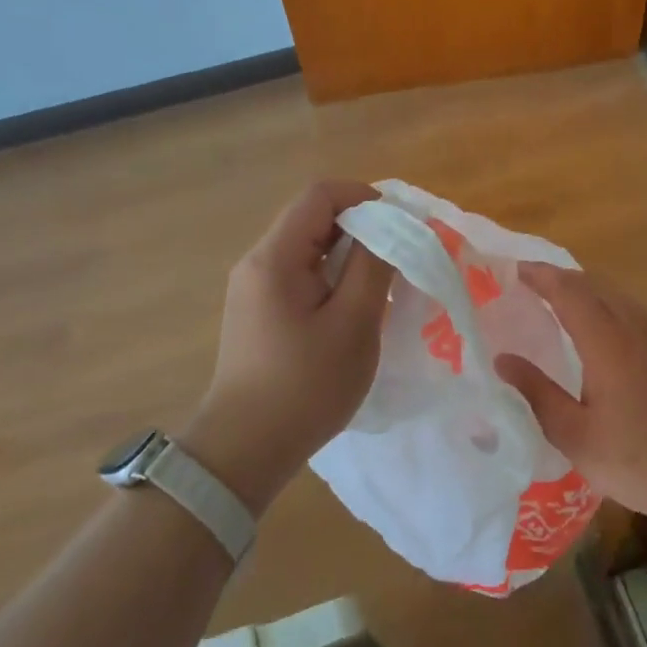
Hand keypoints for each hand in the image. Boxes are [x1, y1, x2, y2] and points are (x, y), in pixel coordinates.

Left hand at [179, 180, 394, 514]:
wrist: (245, 450)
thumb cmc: (305, 386)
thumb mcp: (353, 323)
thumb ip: (373, 265)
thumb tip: (390, 225)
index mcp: (275, 257)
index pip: (320, 195)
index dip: (364, 197)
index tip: (401, 225)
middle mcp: (258, 261)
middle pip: (313, 218)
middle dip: (361, 227)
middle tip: (400, 256)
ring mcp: (255, 287)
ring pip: (309, 248)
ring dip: (349, 255)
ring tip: (383, 283)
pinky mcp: (259, 311)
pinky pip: (301, 274)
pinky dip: (332, 277)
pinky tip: (355, 308)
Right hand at [493, 264, 646, 521]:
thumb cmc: (641, 457)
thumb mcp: (577, 436)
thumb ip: (538, 394)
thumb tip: (503, 360)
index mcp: (605, 340)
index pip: (567, 291)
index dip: (540, 276)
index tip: (514, 269)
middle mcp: (633, 327)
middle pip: (594, 285)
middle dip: (561, 277)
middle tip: (532, 283)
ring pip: (617, 297)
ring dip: (587, 290)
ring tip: (562, 301)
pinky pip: (633, 313)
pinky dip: (607, 307)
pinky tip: (604, 333)